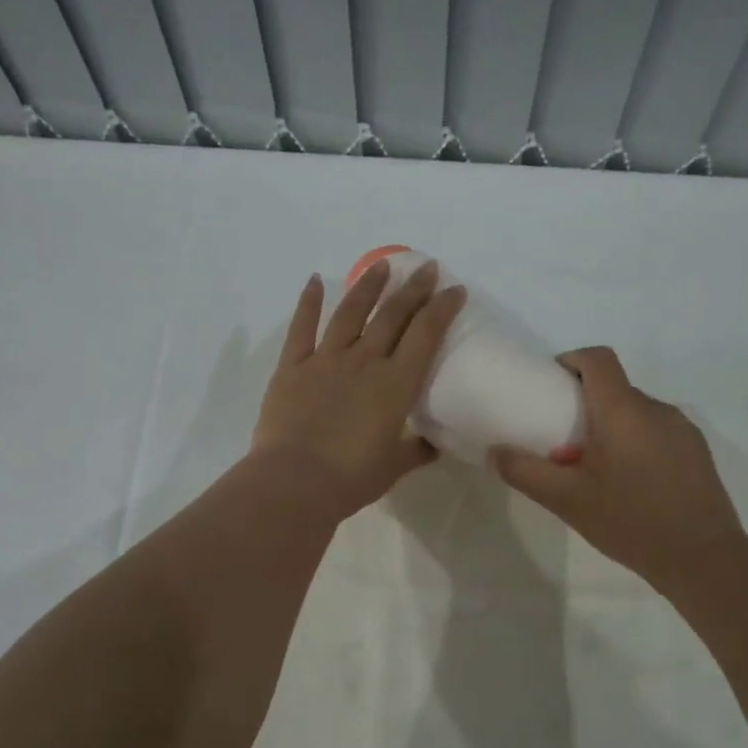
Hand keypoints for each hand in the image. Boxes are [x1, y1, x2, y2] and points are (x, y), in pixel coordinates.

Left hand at [251, 259, 466, 517]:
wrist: (295, 482)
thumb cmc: (351, 478)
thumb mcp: (393, 468)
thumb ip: (416, 451)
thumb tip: (434, 445)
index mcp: (395, 385)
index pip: (425, 336)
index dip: (442, 309)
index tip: (454, 289)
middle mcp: (364, 362)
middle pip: (392, 315)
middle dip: (413, 289)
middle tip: (426, 268)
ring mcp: (326, 360)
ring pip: (351, 313)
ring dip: (368, 286)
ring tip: (381, 265)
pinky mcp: (292, 367)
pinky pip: (302, 328)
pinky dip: (309, 302)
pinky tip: (315, 281)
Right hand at [491, 347, 747, 592]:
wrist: (703, 558)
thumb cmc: (630, 522)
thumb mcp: (567, 501)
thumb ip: (525, 472)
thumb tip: (495, 452)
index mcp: (623, 411)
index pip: (598, 359)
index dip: (571, 360)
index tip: (551, 385)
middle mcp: (656, 409)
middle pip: (615, 388)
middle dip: (585, 404)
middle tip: (564, 441)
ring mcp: (682, 429)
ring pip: (637, 412)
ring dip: (612, 426)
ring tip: (596, 468)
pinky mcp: (698, 451)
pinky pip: (658, 432)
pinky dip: (637, 442)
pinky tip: (631, 484)